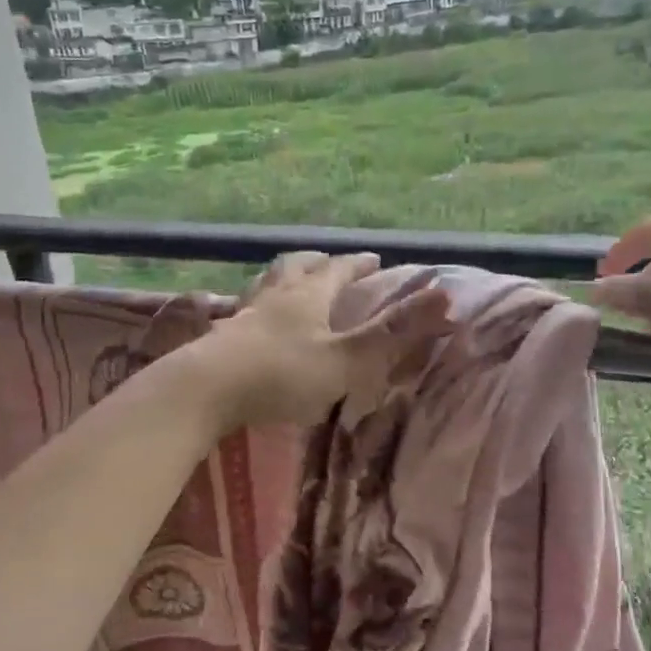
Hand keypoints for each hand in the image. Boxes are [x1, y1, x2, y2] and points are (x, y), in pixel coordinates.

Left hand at [196, 252, 451, 428]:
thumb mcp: (346, 358)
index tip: (373, 259)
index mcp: (307, 295)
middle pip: (295, 266)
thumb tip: (446, 296)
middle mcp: (274, 296)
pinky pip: (240, 312)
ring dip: (281, 278)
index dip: (358, 264)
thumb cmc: (282, 374)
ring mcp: (242, 315)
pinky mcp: (219, 338)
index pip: (338, 269)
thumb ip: (393, 333)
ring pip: (265, 284)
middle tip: (327, 261)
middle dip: (316, 262)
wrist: (204, 391)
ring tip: (288, 282)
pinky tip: (250, 322)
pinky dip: (254, 308)